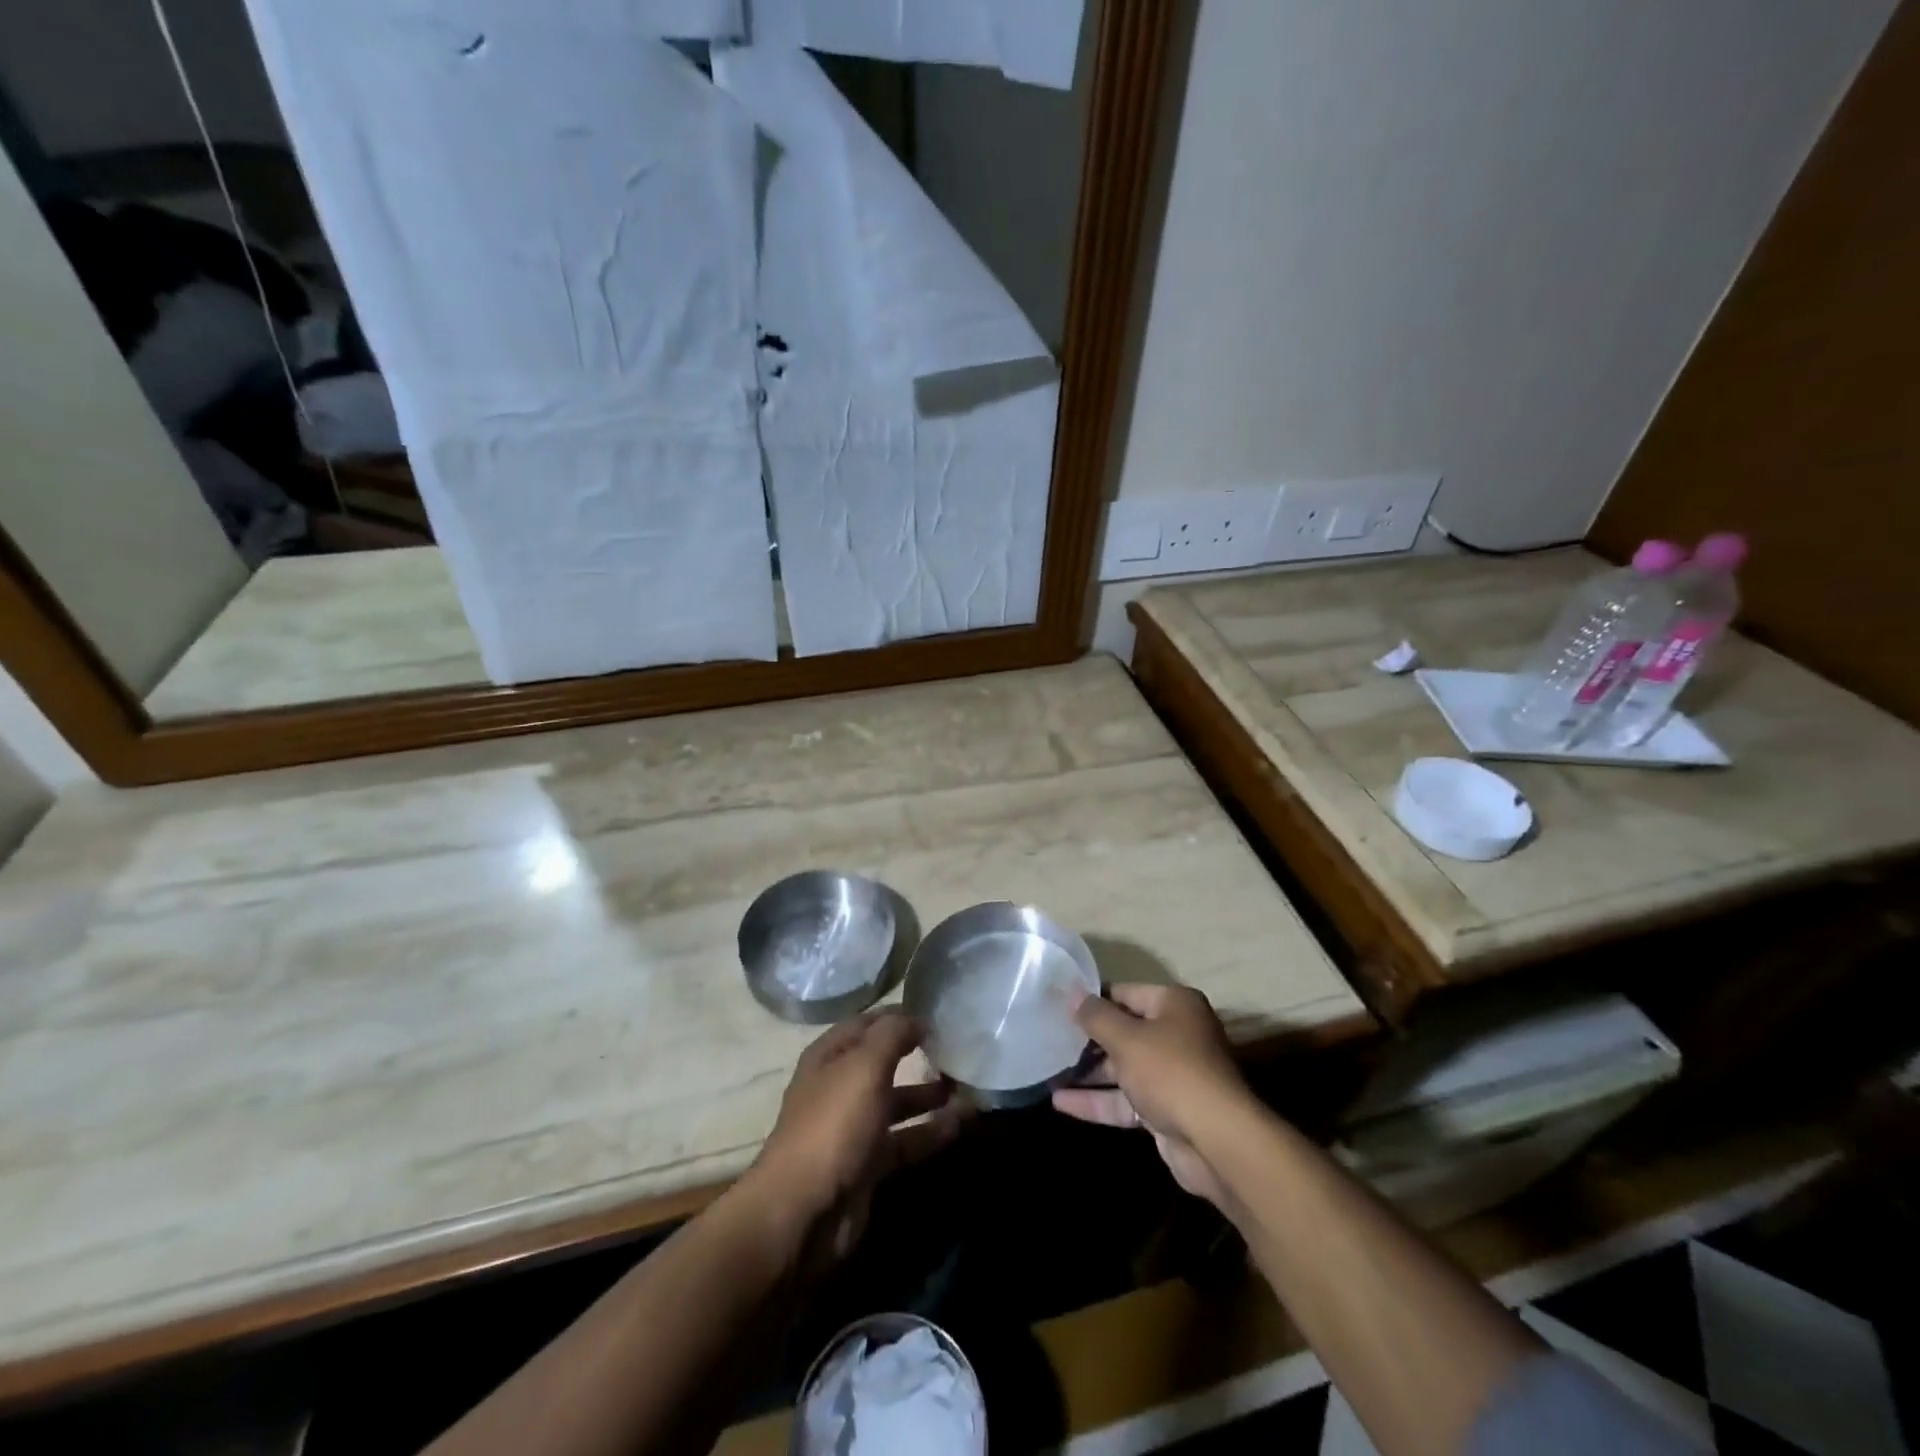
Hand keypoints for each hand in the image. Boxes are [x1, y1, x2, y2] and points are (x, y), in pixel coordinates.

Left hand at [749, 1009, 960, 1266]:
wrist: (804, 1212)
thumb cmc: (833, 1125)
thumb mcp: (864, 1067)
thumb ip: (893, 1035)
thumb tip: (919, 1017)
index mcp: (830, 1057)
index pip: (867, 1023)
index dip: (898, 1016)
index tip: (938, 1013)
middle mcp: (839, 1087)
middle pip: (883, 1062)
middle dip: (917, 1054)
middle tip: (959, 1048)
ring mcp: (853, 1127)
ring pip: (897, 1102)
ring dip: (929, 1095)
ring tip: (968, 1086)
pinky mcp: (868, 1165)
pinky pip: (905, 1140)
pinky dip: (931, 1132)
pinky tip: (960, 1125)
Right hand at [1052, 984, 1250, 1206]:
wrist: (1216, 1142)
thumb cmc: (1171, 1072)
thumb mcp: (1127, 1038)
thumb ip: (1096, 1016)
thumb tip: (1071, 993)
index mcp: (1174, 1005)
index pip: (1125, 992)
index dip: (1092, 998)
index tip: (1057, 1003)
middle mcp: (1177, 1034)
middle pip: (1124, 1030)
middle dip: (1088, 1038)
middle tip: (1048, 1036)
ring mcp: (1172, 1075)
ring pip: (1123, 1067)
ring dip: (1089, 1071)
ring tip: (1047, 1069)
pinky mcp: (1165, 1110)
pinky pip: (1125, 1100)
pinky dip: (1098, 1100)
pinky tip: (1060, 1102)